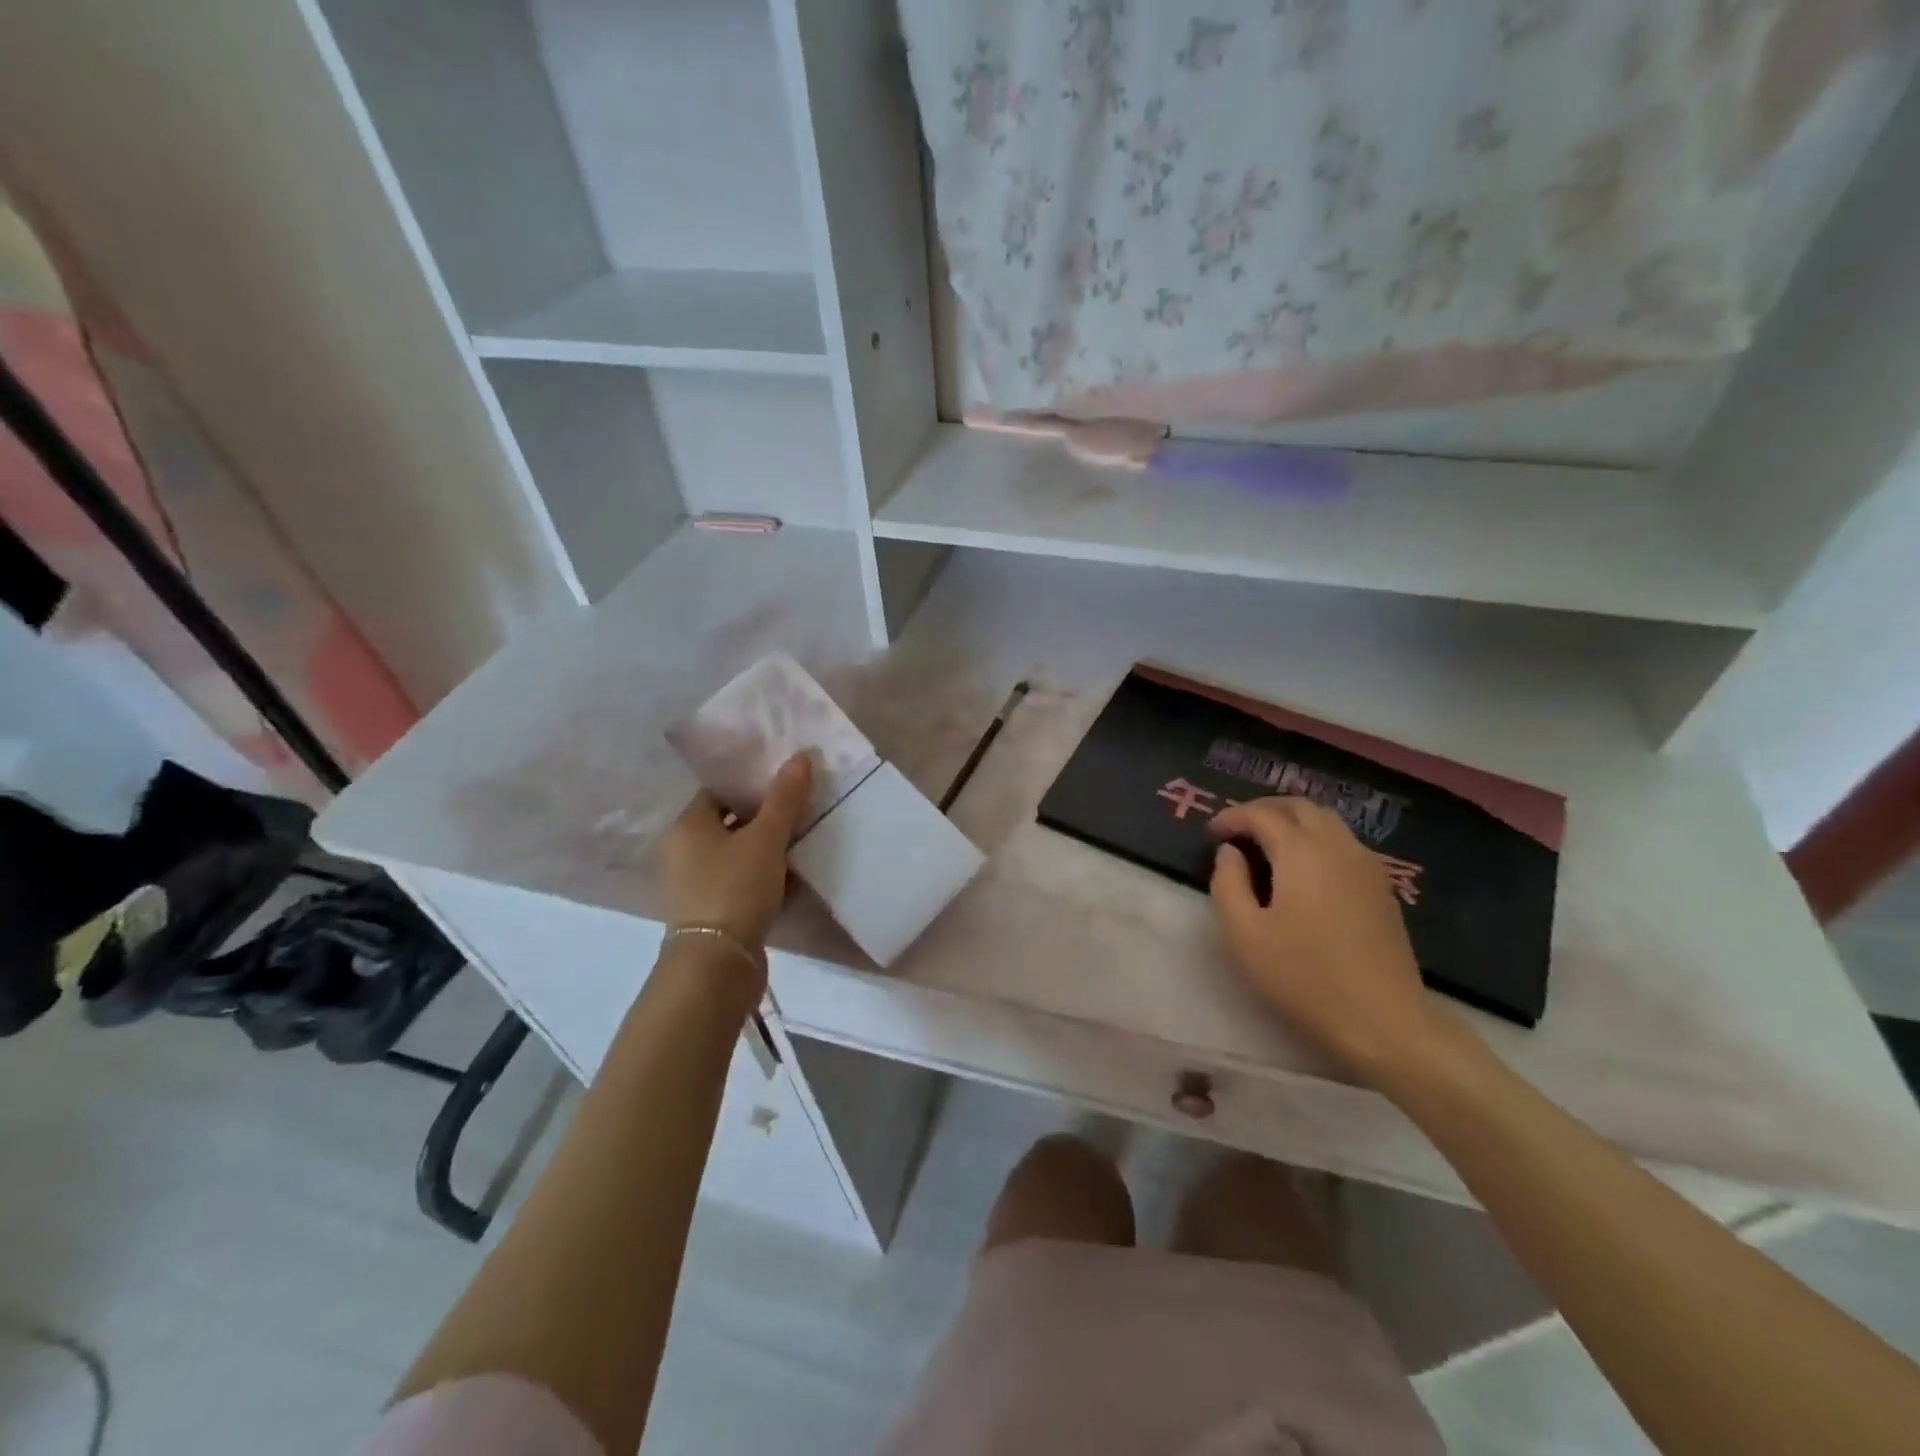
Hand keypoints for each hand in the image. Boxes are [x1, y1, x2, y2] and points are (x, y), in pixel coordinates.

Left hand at [660, 754, 812, 950]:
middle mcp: (684, 852)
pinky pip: (741, 884)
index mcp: (688, 826)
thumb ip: (784, 798)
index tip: (785, 784)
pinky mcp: (711, 913)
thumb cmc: (735, 888)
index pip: (719, 792)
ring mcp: (695, 885)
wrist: (716, 965)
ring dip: (767, 851)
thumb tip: (800, 757)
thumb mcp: (766, 838)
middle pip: (730, 823)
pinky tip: (792, 880)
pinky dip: (763, 879)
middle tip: (802, 811)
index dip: (751, 785)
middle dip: (765, 819)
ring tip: (803, 843)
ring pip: (738, 856)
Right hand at [1209, 796, 1455, 1085]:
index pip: (1261, 814)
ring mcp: (1366, 866)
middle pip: (1299, 806)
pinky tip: (1303, 869)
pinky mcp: (1382, 888)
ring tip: (1267, 845)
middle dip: (1264, 810)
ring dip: (1292, 821)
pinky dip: (1316, 838)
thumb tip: (1229, 853)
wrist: (1383, 1020)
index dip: (1232, 817)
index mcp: (1301, 852)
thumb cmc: (1303, 977)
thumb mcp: (1245, 934)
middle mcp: (1337, 846)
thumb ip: (1227, 884)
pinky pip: (1344, 842)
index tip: (1211, 834)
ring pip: (1327, 821)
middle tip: (1237, 830)